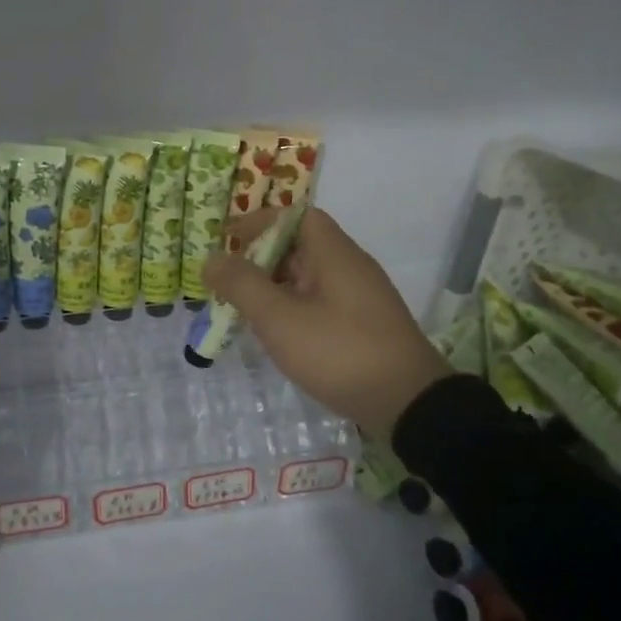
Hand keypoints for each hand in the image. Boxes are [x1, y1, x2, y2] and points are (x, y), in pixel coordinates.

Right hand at [204, 208, 445, 440]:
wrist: (408, 404)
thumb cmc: (339, 351)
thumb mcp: (280, 318)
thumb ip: (242, 285)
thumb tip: (212, 259)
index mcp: (334, 253)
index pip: (296, 215)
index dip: (260, 221)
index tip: (227, 238)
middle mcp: (350, 266)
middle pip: (300, 246)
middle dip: (260, 258)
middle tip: (227, 280)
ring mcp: (360, 297)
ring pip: (309, 277)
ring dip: (274, 287)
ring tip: (243, 310)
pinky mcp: (364, 325)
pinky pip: (320, 302)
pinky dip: (293, 308)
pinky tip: (277, 334)